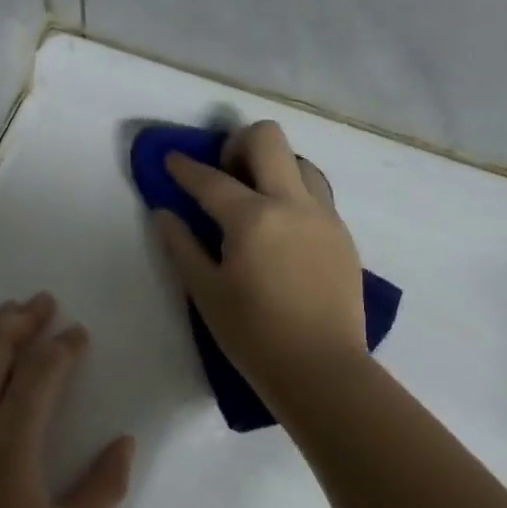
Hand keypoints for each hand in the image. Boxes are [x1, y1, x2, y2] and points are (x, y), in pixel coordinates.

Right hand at [153, 121, 366, 400]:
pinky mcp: (342, 235)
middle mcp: (292, 204)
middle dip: (238, 143)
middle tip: (224, 173)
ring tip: (256, 199)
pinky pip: (317, 193)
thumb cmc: (254, 336)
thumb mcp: (206, 293)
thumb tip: (164, 214)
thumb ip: (182, 247)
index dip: (185, 167)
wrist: (322, 369)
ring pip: (300, 161)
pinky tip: (282, 228)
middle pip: (268, 138)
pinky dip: (294, 193)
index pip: (211, 180)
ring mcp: (324, 216)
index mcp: (253, 219)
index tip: (172, 159)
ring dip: (273, 166)